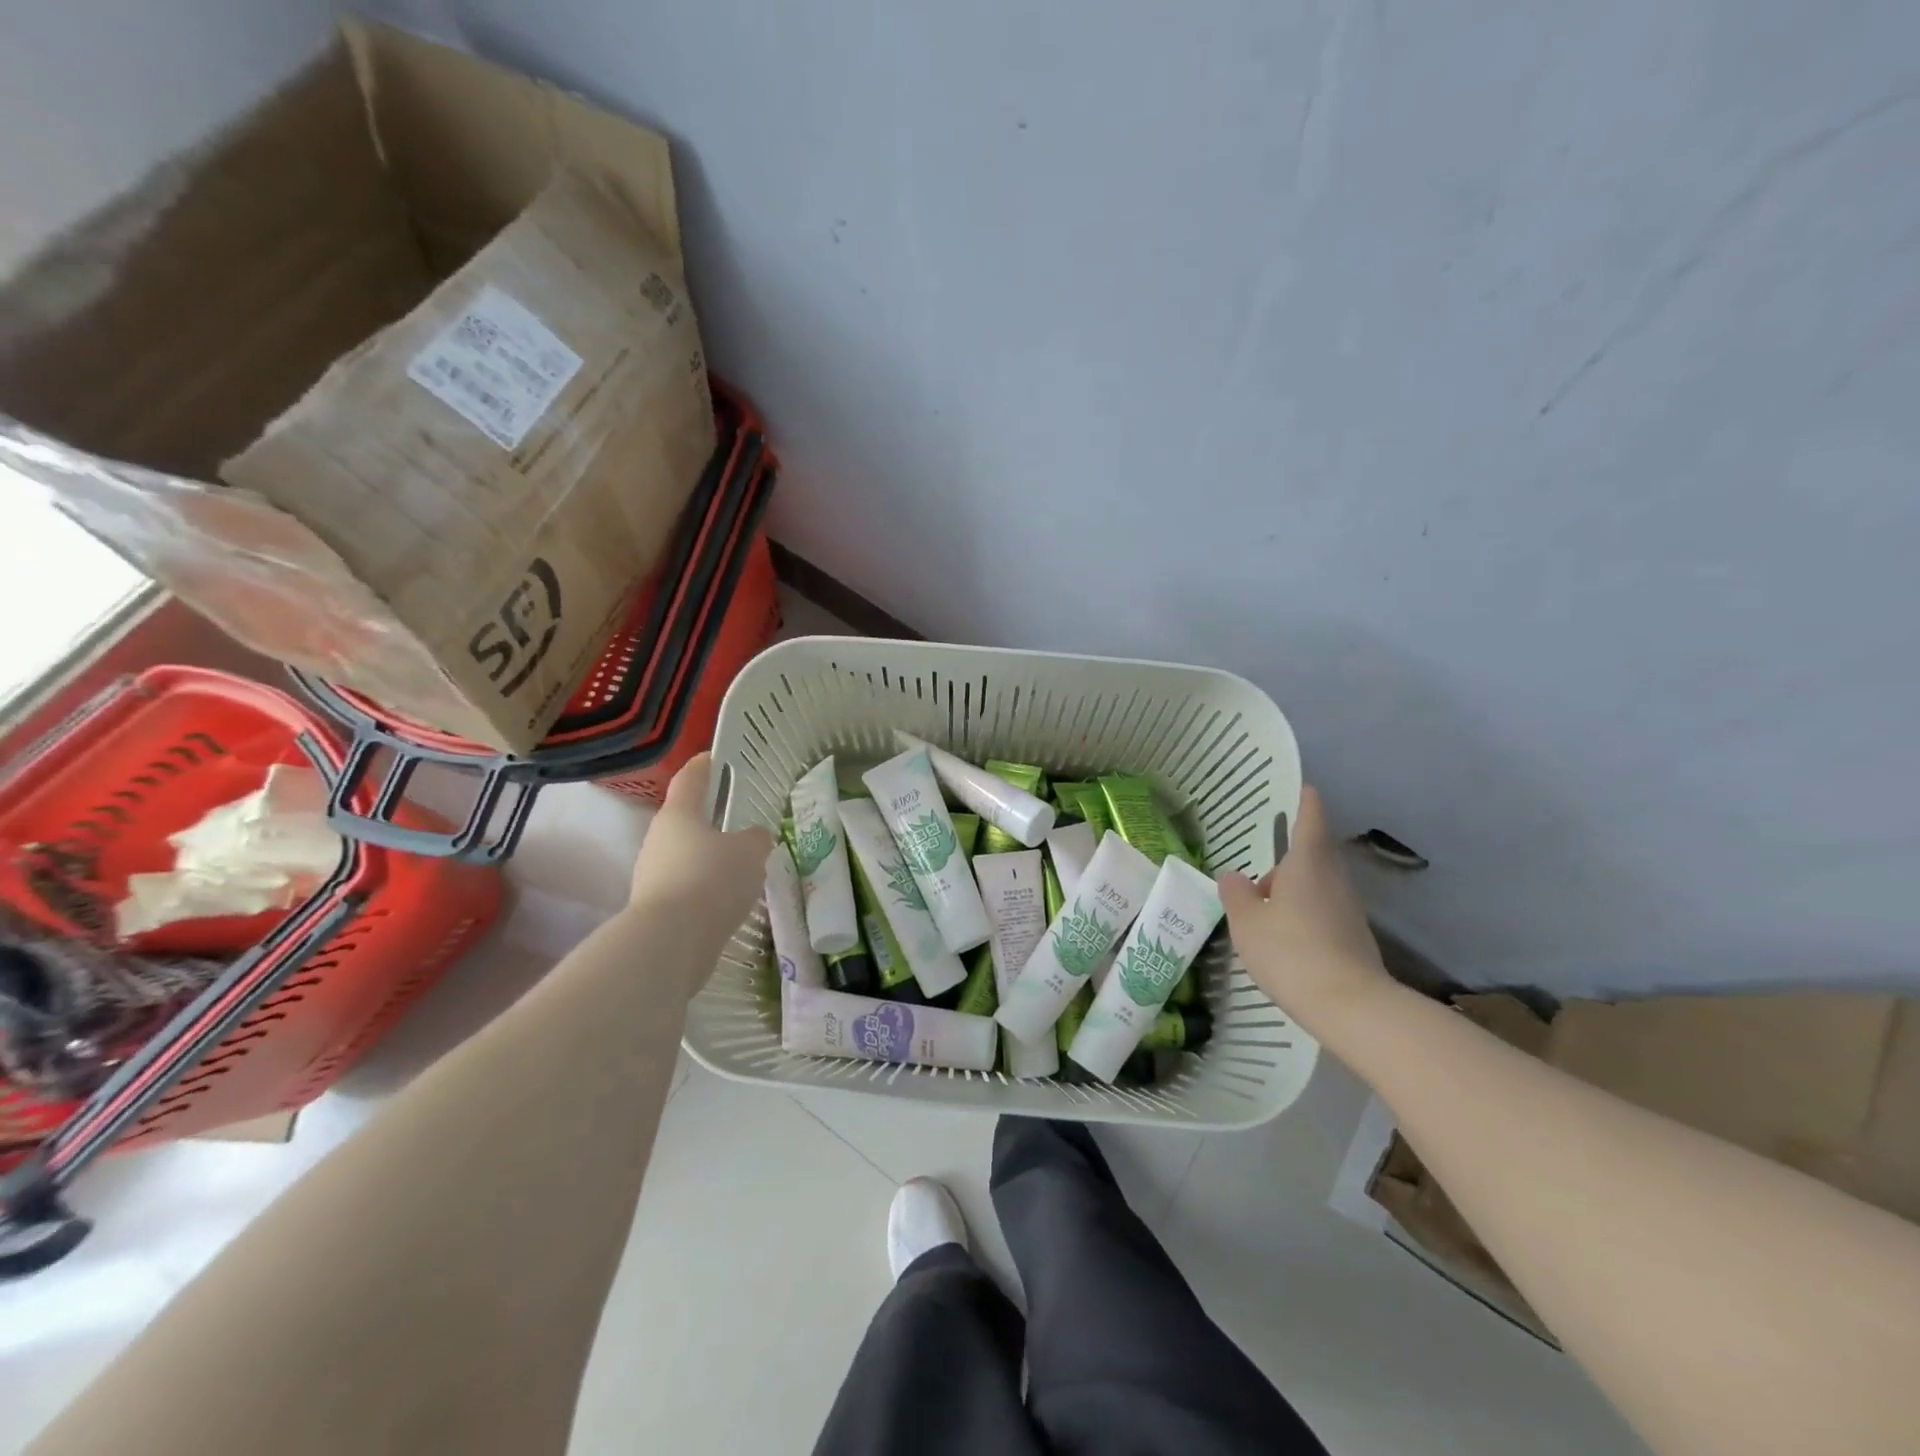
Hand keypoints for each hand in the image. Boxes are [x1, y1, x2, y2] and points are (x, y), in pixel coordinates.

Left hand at [628, 754, 773, 954]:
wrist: (670, 942)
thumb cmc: (712, 880)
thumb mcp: (750, 853)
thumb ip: (756, 839)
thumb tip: (754, 836)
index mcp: (679, 815)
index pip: (690, 779)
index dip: (704, 766)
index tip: (714, 757)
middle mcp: (658, 839)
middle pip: (685, 821)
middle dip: (710, 821)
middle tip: (738, 823)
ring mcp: (651, 875)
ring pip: (685, 857)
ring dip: (708, 859)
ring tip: (740, 868)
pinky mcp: (655, 908)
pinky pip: (685, 887)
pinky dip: (704, 889)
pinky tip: (727, 901)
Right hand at [1218, 786, 1390, 1031]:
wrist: (1350, 1006)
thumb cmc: (1291, 951)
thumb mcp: (1247, 922)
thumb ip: (1236, 894)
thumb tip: (1233, 876)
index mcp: (1308, 864)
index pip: (1311, 820)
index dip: (1306, 802)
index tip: (1304, 788)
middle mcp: (1333, 879)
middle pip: (1313, 855)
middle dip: (1289, 858)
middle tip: (1260, 872)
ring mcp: (1348, 909)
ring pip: (1317, 885)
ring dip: (1293, 889)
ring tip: (1264, 910)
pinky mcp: (1354, 937)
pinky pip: (1324, 911)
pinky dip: (1304, 913)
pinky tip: (1284, 937)